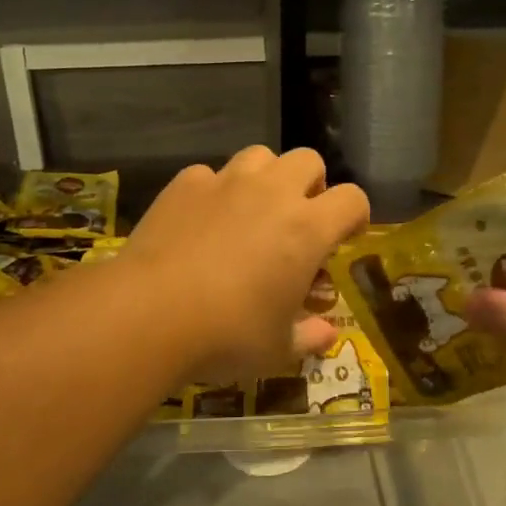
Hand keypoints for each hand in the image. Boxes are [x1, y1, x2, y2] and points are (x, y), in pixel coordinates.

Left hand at [126, 146, 369, 382]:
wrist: (150, 312)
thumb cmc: (227, 334)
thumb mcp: (277, 348)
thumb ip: (308, 336)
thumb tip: (327, 335)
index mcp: (307, 228)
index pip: (352, 199)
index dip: (354, 216)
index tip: (343, 238)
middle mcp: (272, 192)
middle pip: (308, 160)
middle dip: (310, 185)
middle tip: (297, 220)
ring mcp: (226, 182)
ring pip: (260, 156)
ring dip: (265, 178)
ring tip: (251, 212)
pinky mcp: (185, 184)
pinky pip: (210, 175)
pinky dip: (214, 192)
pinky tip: (201, 222)